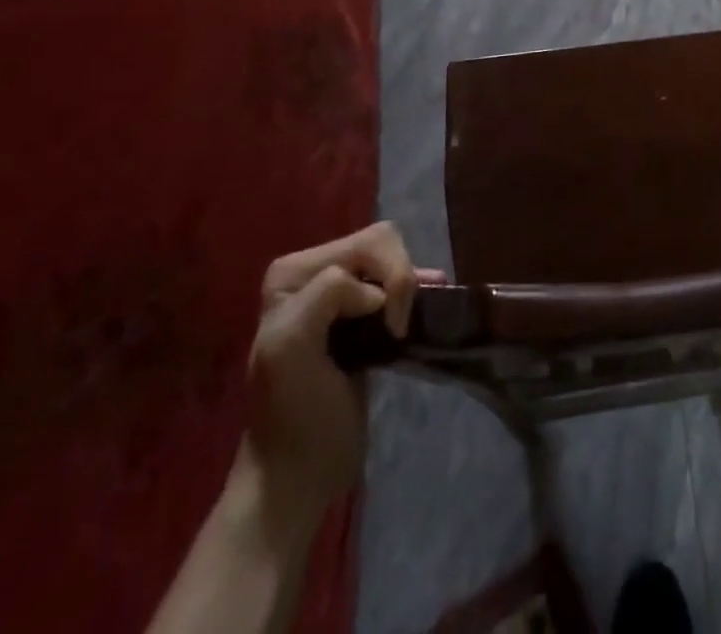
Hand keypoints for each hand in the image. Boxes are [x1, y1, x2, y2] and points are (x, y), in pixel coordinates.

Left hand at [236, 222, 444, 530]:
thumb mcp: (289, 346)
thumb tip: (376, 295)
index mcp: (293, 273)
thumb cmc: (292, 415)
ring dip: (410, 285)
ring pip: (393, 260)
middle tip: (399, 327)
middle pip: (382, 244)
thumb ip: (326, 294)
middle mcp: (313, 274)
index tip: (389, 328)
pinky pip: (397, 283)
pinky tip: (431, 301)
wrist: (298, 476)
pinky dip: (417, 289)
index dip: (389, 278)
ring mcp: (339, 296)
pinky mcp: (363, 319)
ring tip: (411, 322)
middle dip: (401, 278)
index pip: (366, 244)